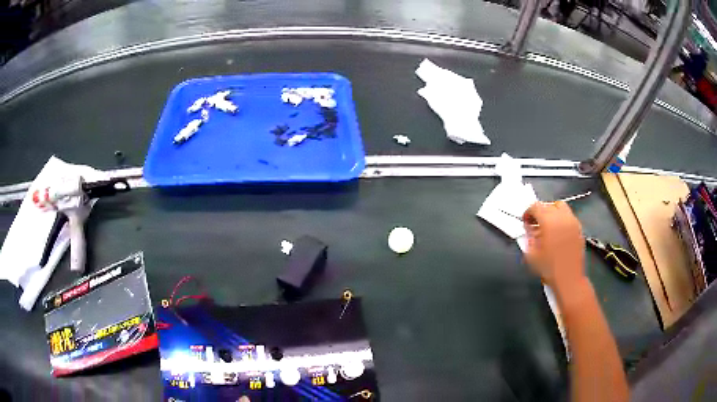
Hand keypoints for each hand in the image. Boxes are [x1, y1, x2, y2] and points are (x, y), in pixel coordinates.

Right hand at [523, 201, 585, 289]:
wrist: (569, 279)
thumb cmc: (548, 268)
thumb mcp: (531, 254)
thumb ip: (528, 237)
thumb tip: (529, 229)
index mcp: (549, 221)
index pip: (536, 206)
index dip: (528, 212)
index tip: (525, 222)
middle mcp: (562, 217)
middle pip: (549, 204)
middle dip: (541, 211)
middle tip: (536, 224)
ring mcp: (573, 222)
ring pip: (561, 207)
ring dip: (553, 213)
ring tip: (548, 227)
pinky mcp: (579, 229)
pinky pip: (569, 217)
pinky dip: (562, 220)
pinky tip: (558, 234)